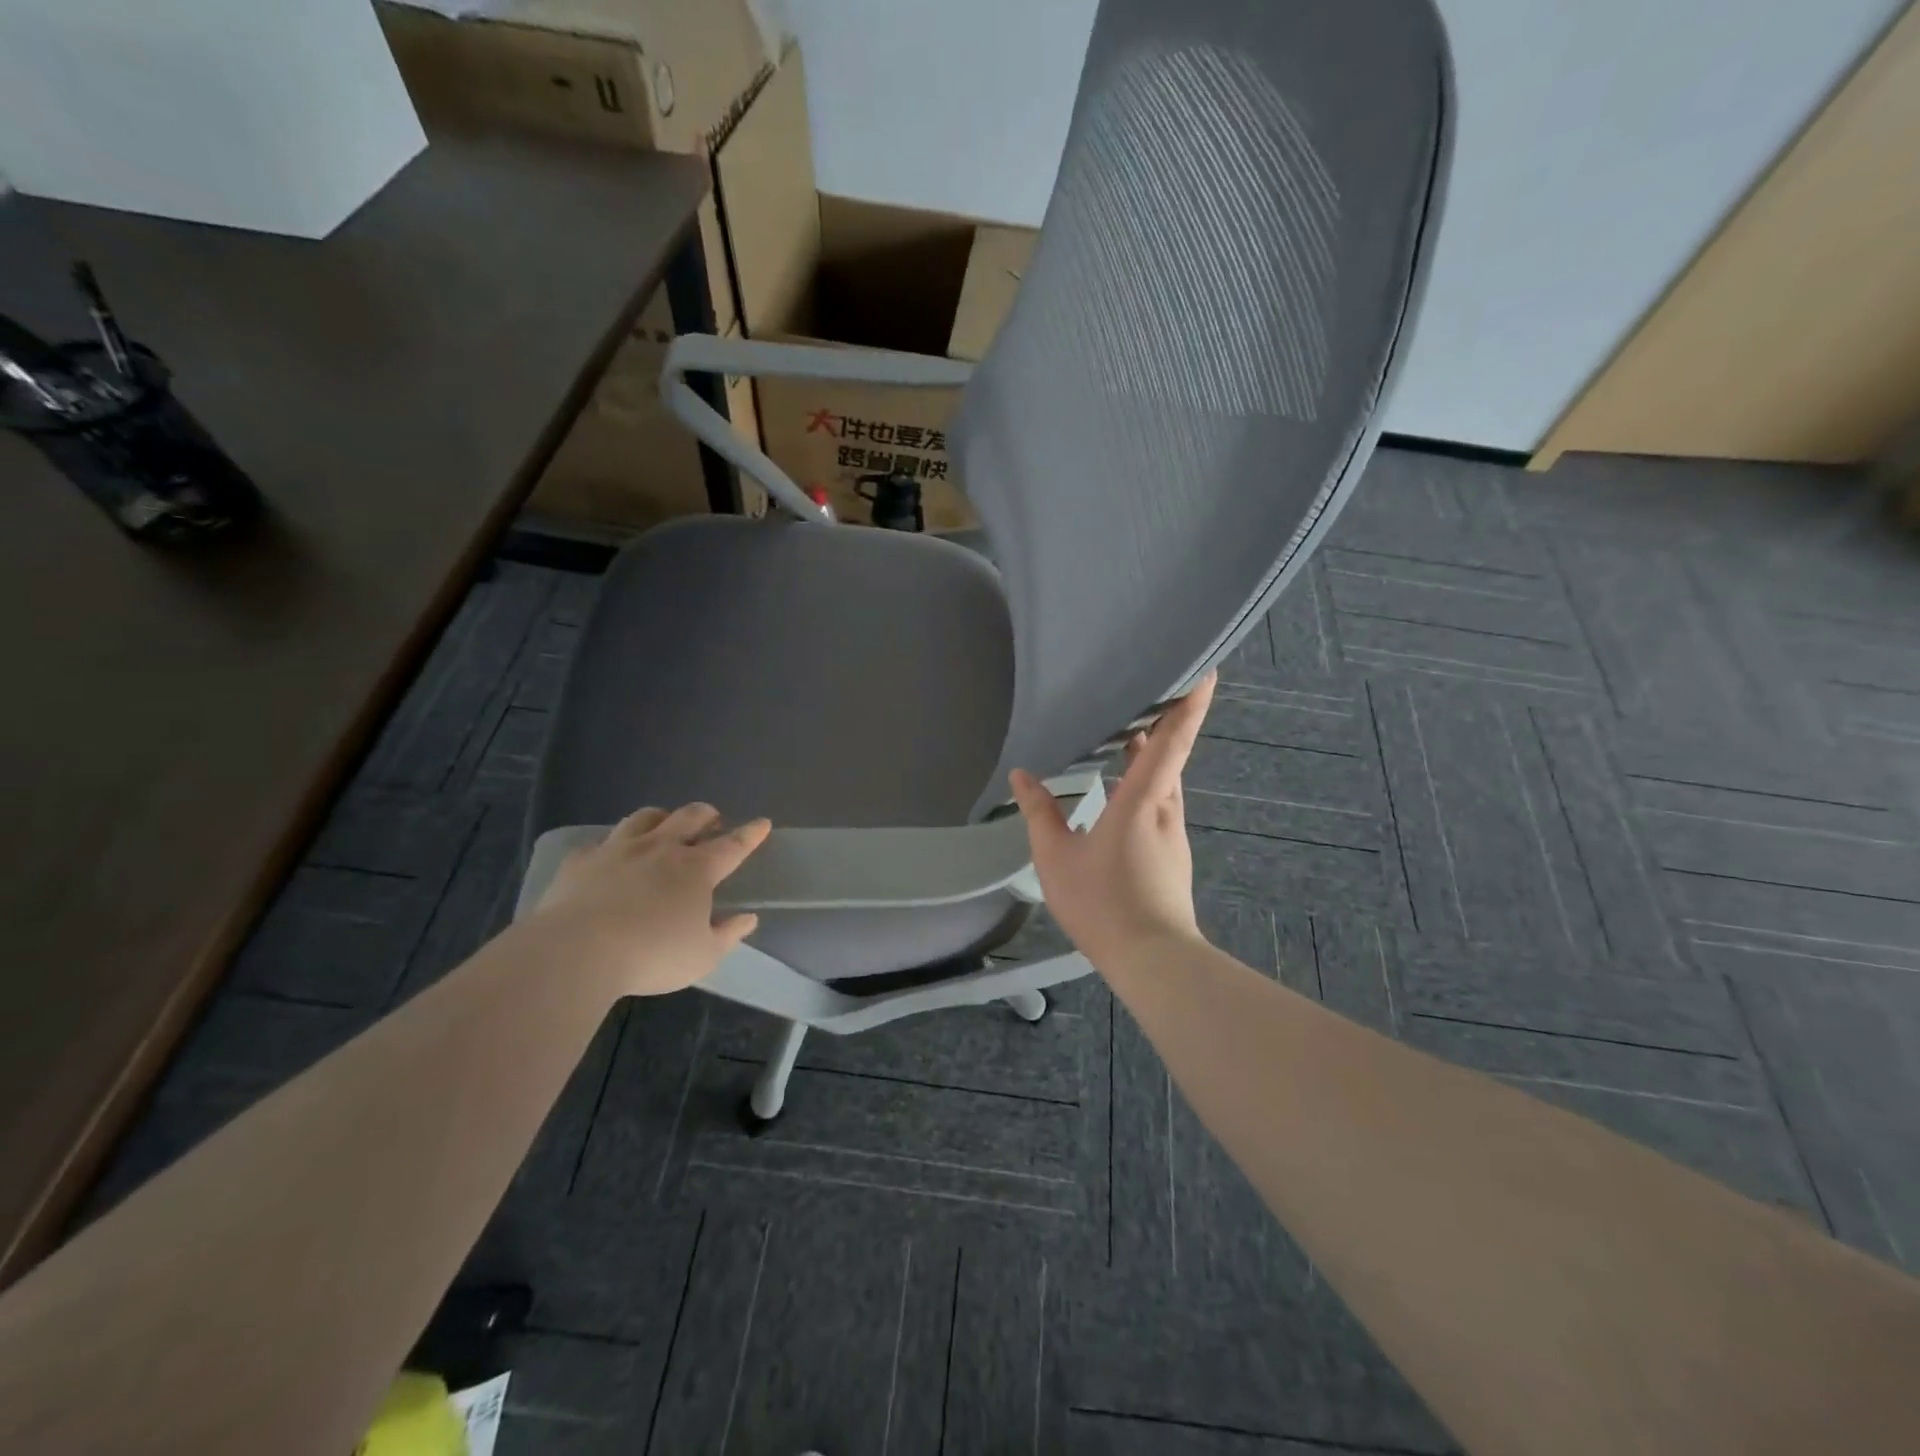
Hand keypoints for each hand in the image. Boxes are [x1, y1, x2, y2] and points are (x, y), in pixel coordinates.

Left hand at [530, 803, 770, 996]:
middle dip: (706, 815)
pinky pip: (602, 842)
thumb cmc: (651, 955)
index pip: (732, 845)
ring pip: (645, 818)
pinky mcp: (581, 860)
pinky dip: (614, 845)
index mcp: (696, 869)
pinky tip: (610, 857)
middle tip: (712, 820)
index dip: (750, 834)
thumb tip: (748, 918)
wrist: (575, 952)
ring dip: (662, 818)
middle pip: (689, 817)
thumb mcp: (702, 956)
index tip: (762, 823)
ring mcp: (618, 849)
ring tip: (664, 826)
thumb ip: (728, 935)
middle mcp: (661, 848)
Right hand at [1009, 673, 1215, 969]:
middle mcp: (1165, 811)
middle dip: (1162, 724)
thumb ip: (1039, 813)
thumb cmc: (1103, 902)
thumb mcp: (1056, 858)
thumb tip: (1022, 775)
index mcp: (1142, 801)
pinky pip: (1160, 808)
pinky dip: (1145, 789)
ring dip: (1151, 759)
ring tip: (1125, 739)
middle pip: (1171, 757)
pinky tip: (1120, 798)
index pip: (1171, 741)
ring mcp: (1173, 836)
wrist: (1151, 959)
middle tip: (1145, 694)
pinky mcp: (1172, 857)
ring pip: (1165, 784)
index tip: (1206, 669)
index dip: (1189, 704)